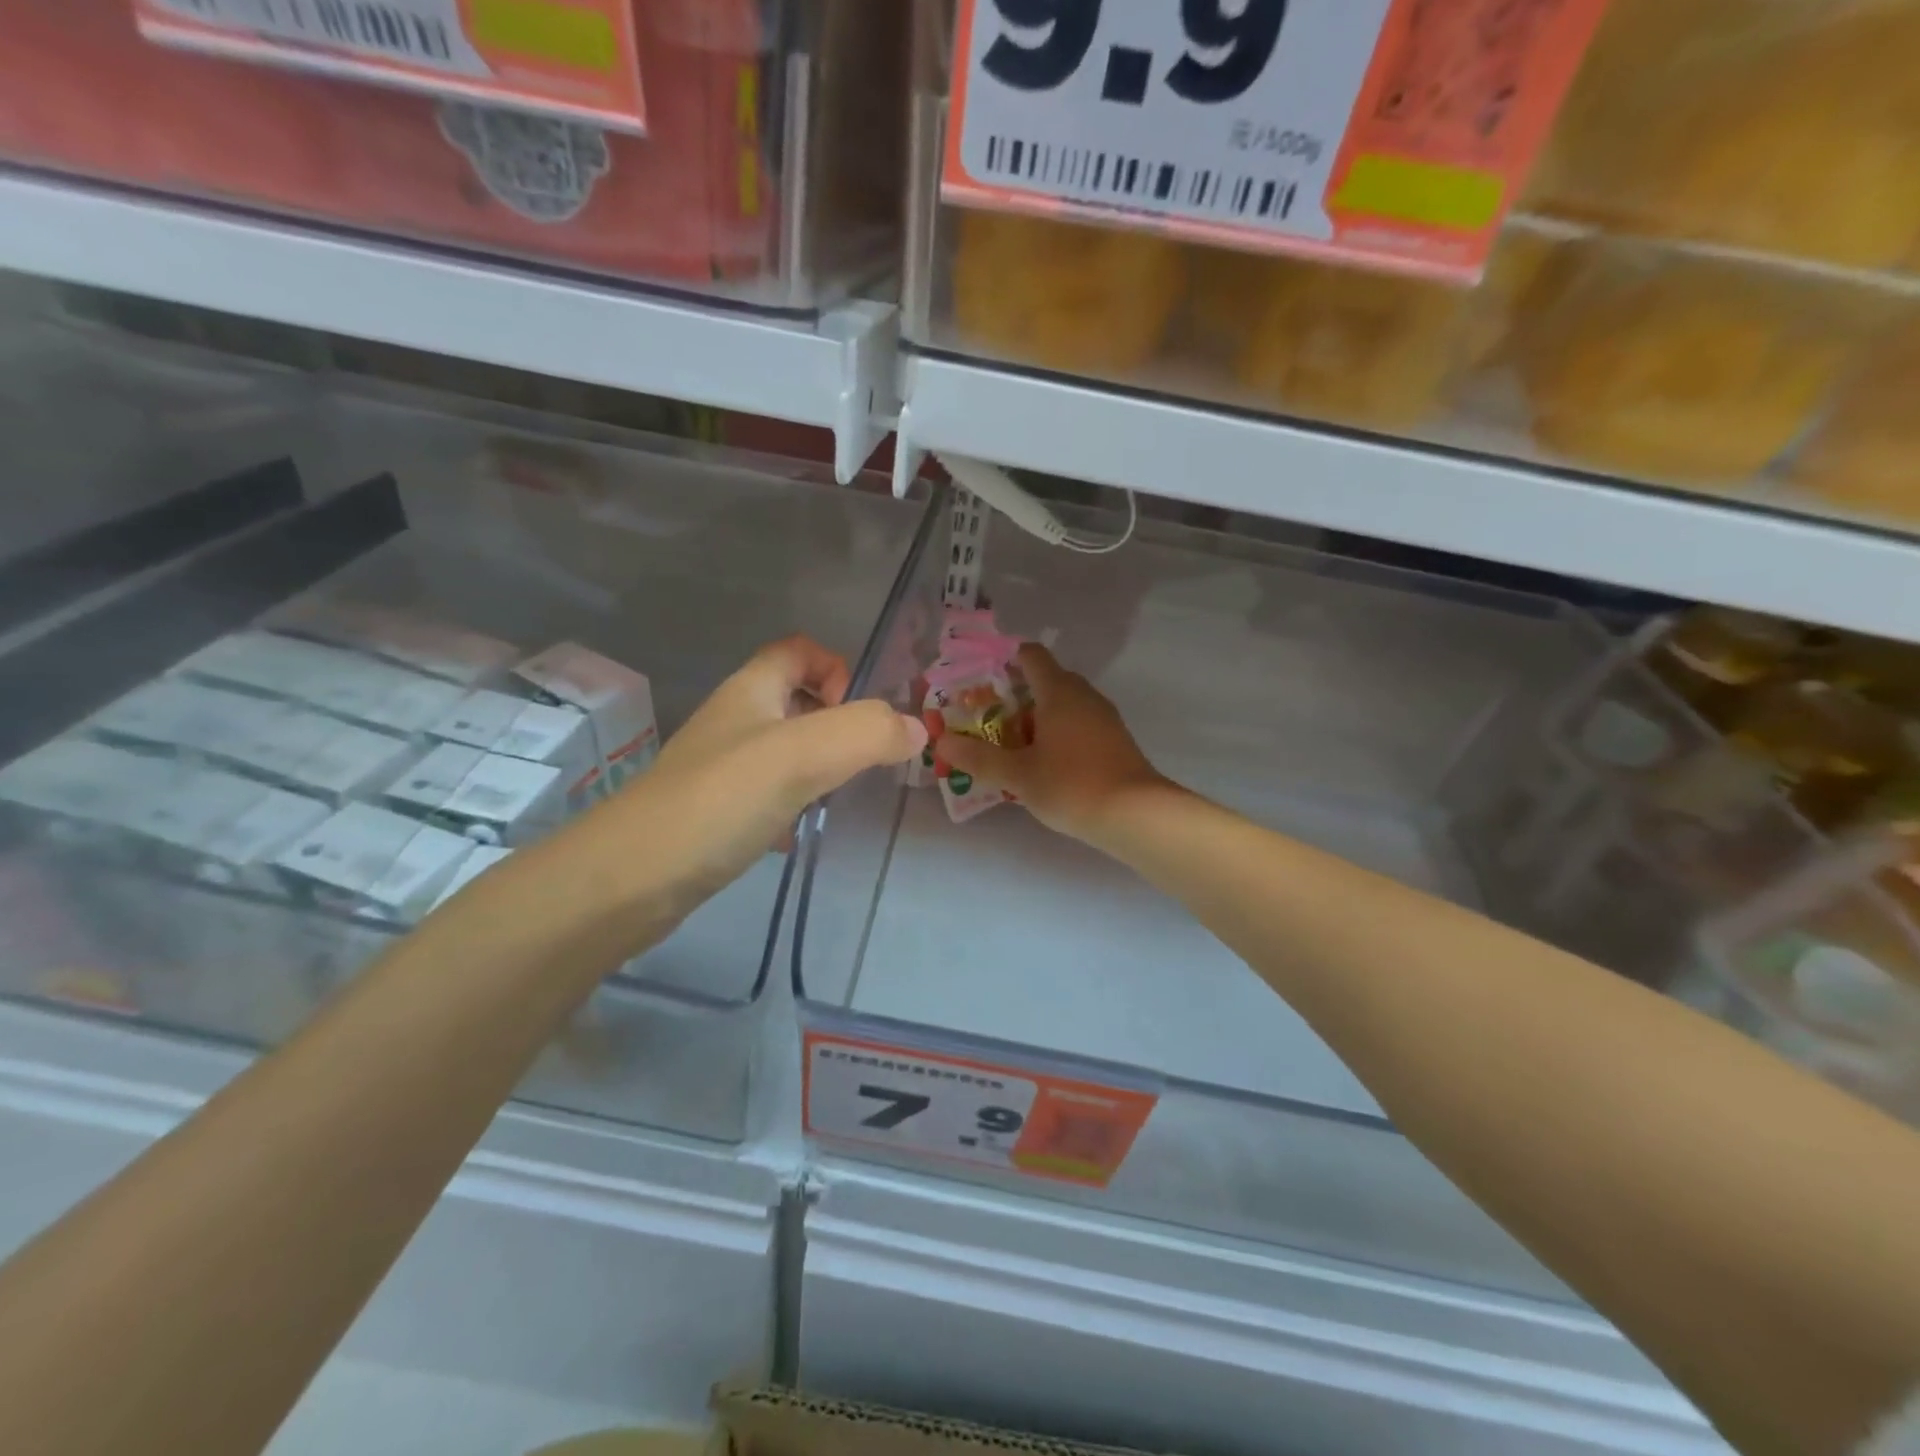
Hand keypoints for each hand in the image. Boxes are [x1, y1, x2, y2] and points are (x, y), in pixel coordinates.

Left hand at [576, 636, 925, 921]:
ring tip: (834, 798)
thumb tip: (916, 730)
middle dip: (835, 722)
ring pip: (783, 750)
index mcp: (750, 690)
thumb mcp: (801, 755)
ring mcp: (719, 768)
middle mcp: (733, 721)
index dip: (835, 667)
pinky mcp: (713, 812)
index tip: (854, 714)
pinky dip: (791, 805)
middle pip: (795, 699)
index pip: (798, 649)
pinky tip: (795, 833)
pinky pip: (766, 794)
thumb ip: (866, 734)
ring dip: (817, 766)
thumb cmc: (719, 800)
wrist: (629, 879)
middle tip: (859, 761)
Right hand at [938, 643, 1166, 841]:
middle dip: (1014, 697)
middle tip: (985, 719)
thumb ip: (978, 758)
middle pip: (1045, 681)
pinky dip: (1056, 734)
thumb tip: (942, 742)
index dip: (1005, 660)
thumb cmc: (1071, 785)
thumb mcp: (1017, 775)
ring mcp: (1103, 717)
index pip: (1031, 656)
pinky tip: (1042, 764)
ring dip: (1035, 719)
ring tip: (1008, 746)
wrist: (1136, 815)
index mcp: (1058, 691)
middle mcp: (1083, 695)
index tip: (980, 679)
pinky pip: (1077, 725)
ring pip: (1062, 706)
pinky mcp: (1114, 740)